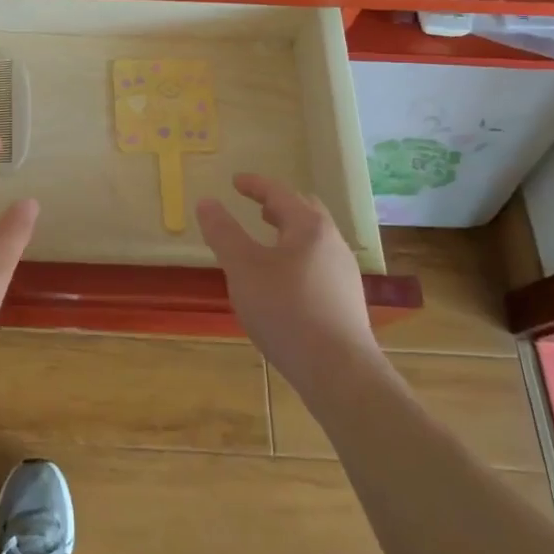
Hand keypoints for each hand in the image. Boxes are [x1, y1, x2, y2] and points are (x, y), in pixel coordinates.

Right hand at [196, 174, 379, 399]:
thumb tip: (207, 202)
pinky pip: (318, 265)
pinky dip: (297, 258)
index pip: (280, 193)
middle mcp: (332, 243)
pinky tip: (282, 283)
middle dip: (279, 206)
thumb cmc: (286, 310)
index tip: (235, 181)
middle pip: (306, 212)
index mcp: (309, 227)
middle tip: (257, 208)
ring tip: (267, 245)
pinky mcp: (346, 302)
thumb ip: (223, 233)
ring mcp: (344, 274)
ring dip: (289, 233)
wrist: (339, 372)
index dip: (255, 185)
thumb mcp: (243, 268)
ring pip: (314, 241)